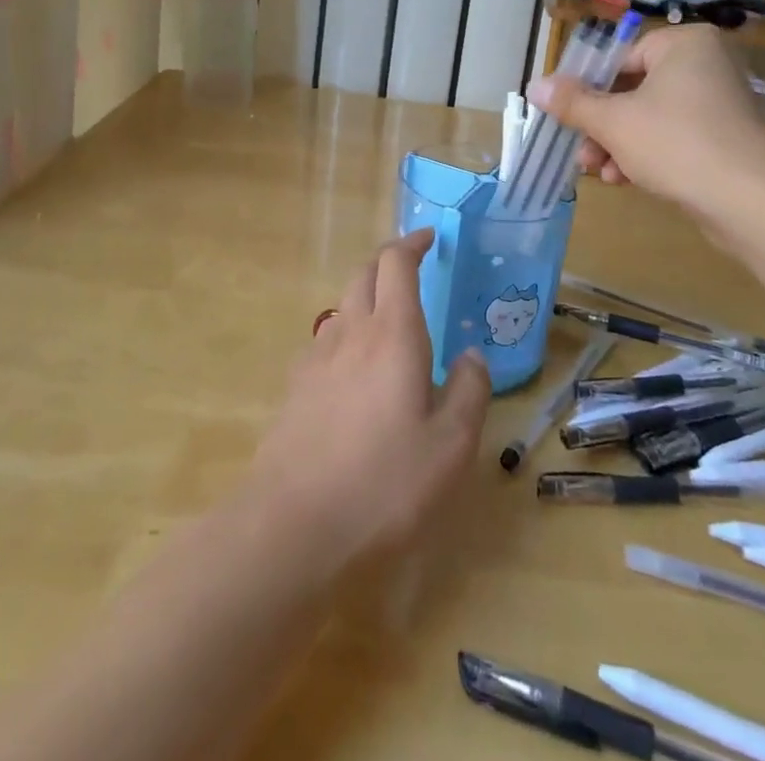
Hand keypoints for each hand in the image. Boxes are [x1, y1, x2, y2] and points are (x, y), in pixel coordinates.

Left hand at [243, 229, 489, 576]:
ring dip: (367, 298)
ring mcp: (316, 358)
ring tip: (391, 325)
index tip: (430, 239)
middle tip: (413, 272)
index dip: (412, 243)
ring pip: (343, 306)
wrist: (292, 525)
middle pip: (364, 273)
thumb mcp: (451, 446)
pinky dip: (347, 337)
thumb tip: (472, 356)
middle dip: (389, 262)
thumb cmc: (384, 483)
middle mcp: (351, 332)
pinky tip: (356, 374)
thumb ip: (469, 392)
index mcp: (393, 333)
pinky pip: (326, 342)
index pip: (396, 263)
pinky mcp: (295, 388)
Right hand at [527, 24, 764, 231]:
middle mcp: (705, 64)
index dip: (586, 89)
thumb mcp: (613, 121)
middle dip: (601, 126)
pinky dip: (646, 155)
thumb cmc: (677, 144)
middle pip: (632, 90)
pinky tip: (625, 181)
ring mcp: (718, 102)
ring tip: (600, 173)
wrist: (753, 202)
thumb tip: (534, 85)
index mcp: (683, 44)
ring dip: (618, 145)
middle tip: (580, 154)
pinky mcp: (725, 138)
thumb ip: (572, 102)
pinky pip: (673, 137)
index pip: (619, 58)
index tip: (564, 116)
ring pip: (650, 117)